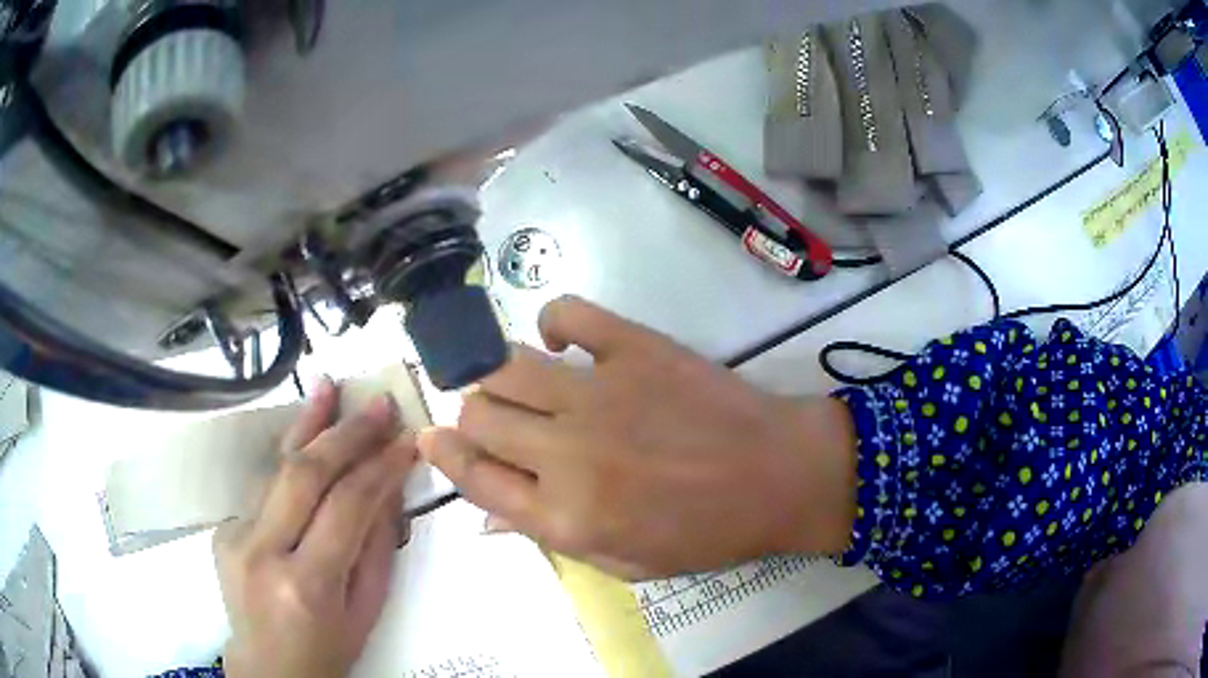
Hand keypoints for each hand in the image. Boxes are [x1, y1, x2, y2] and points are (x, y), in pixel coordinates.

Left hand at [214, 379, 416, 677]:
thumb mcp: (367, 610)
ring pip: (275, 469)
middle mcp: (263, 552)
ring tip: (329, 386)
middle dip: (345, 433)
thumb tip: (388, 486)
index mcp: (308, 584)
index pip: (347, 507)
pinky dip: (289, 461)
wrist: (268, 667)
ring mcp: (235, 537)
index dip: (380, 467)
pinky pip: (264, 488)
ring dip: (306, 425)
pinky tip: (306, 436)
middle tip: (377, 404)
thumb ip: (377, 547)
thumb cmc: (328, 648)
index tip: (406, 440)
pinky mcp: (223, 529)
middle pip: (304, 474)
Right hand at [419, 296, 856, 578]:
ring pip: (505, 365)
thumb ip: (549, 537)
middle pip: (478, 414)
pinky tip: (563, 341)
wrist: (780, 476)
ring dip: (498, 373)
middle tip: (497, 421)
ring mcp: (600, 393)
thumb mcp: (626, 561)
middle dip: (473, 416)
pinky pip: (569, 313)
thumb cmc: (707, 532)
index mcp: (565, 515)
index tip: (432, 437)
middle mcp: (567, 453)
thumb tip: (486, 516)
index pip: (472, 476)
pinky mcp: (635, 347)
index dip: (444, 453)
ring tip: (519, 383)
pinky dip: (554, 320)